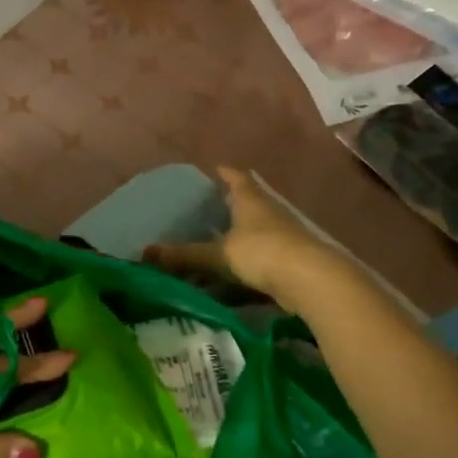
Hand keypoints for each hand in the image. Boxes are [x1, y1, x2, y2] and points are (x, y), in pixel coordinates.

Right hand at [143, 166, 352, 312]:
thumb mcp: (219, 254)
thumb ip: (185, 255)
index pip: (236, 178)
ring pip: (251, 238)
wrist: (312, 282)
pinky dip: (241, 273)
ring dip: (232, 245)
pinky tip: (224, 287)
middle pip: (245, 206)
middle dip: (225, 210)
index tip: (212, 171)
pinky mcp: (288, 264)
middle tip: (201, 214)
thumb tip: (145, 253)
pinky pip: (258, 264)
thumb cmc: (263, 252)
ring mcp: (281, 239)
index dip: (224, 173)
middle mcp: (268, 215)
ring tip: (206, 252)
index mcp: (251, 201)